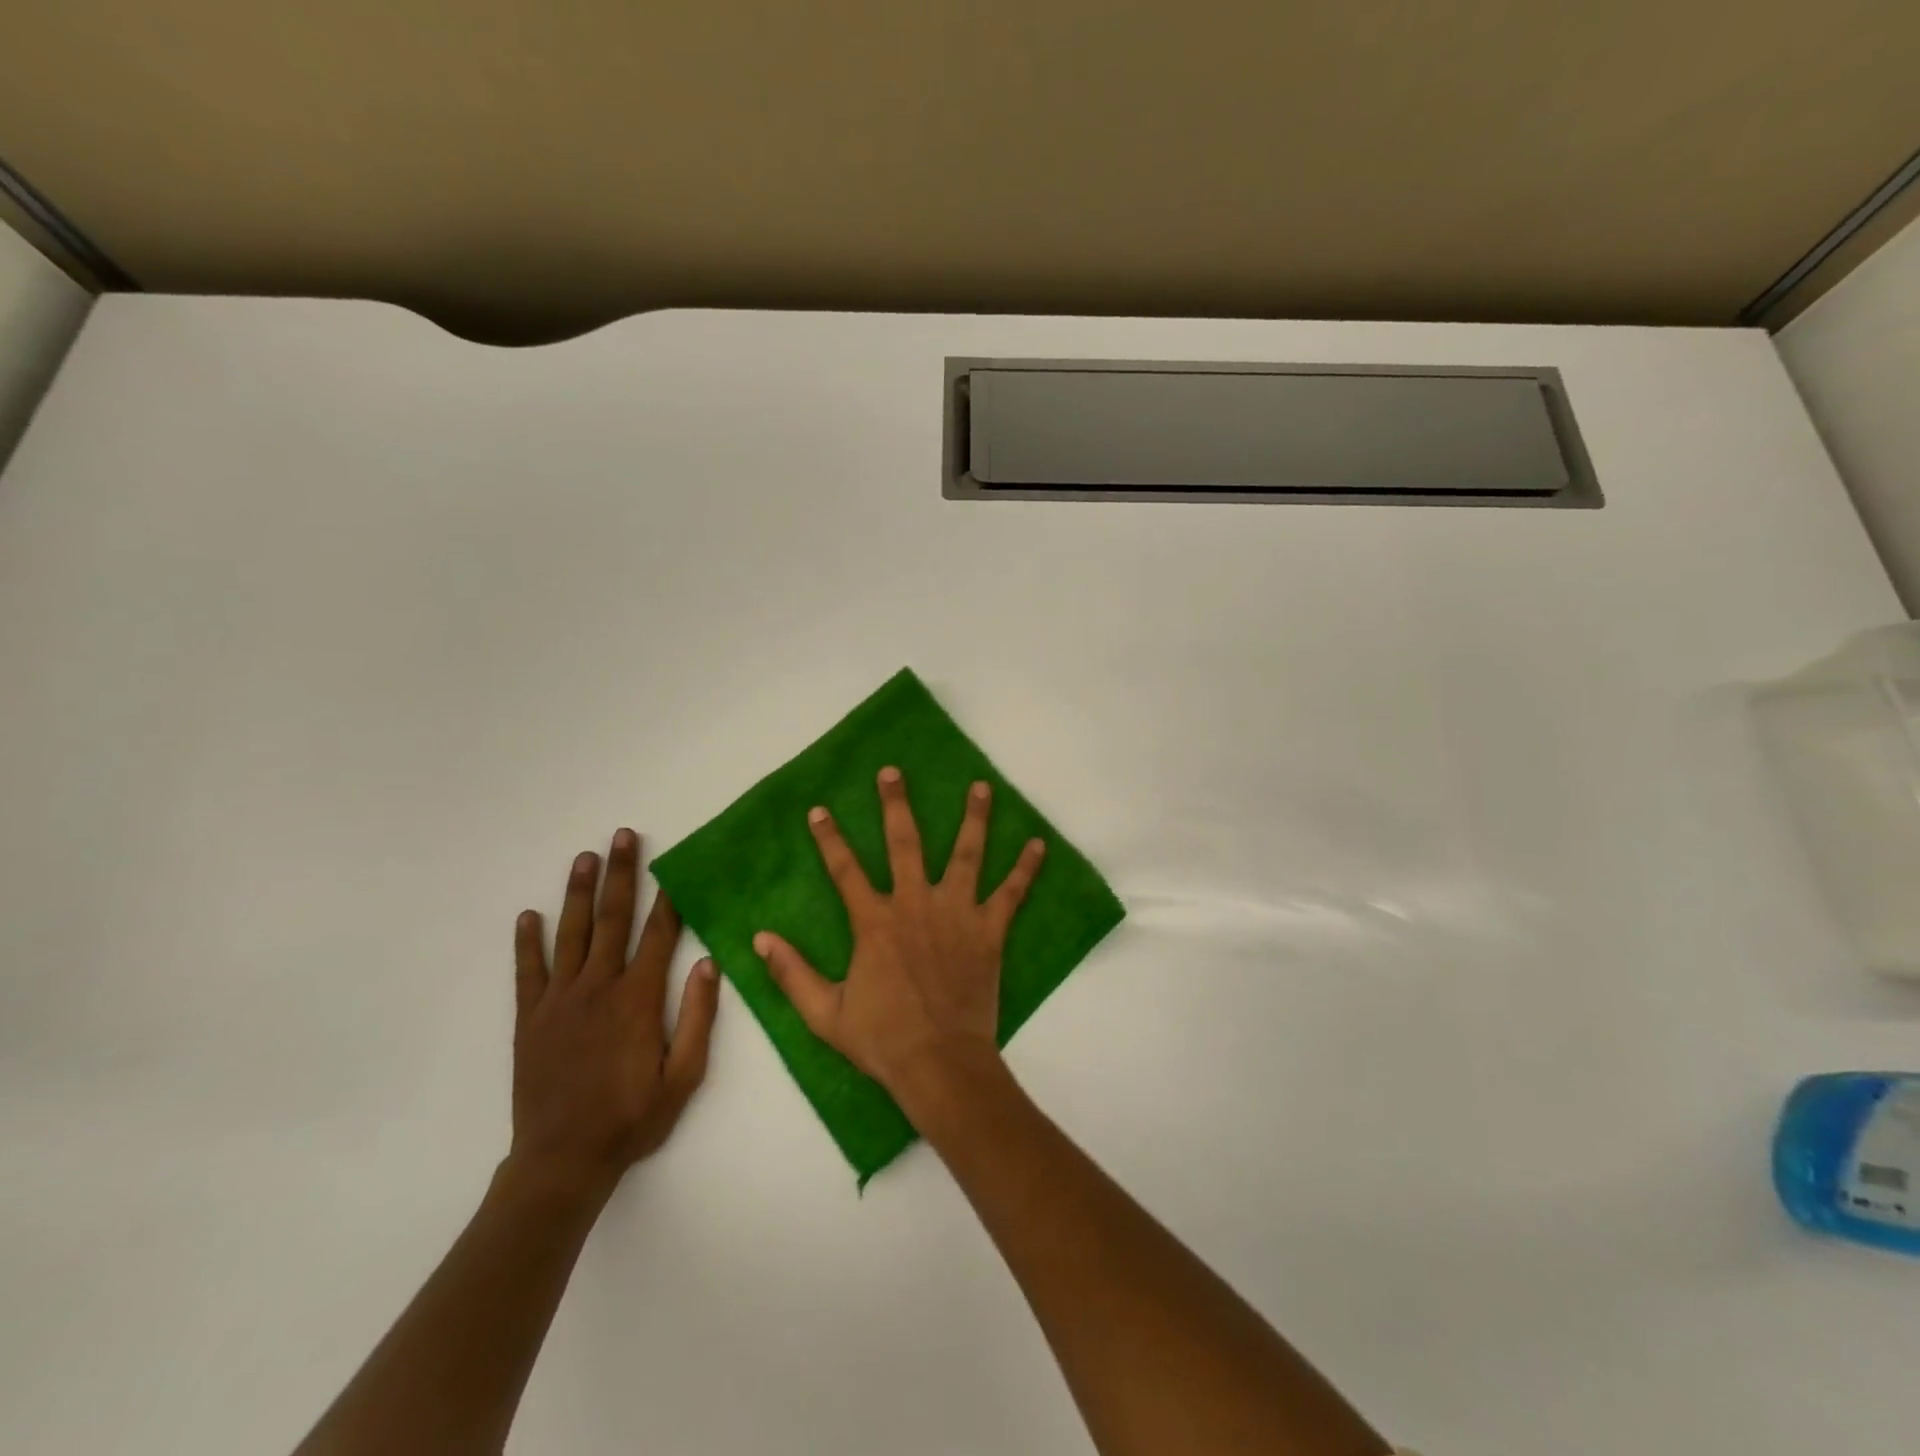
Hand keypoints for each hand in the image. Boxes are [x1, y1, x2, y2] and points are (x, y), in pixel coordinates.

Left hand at [508, 829, 719, 1196]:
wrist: (562, 1161)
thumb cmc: (632, 1117)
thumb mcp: (684, 1075)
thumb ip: (697, 1017)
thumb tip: (707, 962)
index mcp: (638, 999)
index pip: (659, 935)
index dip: (670, 898)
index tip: (676, 866)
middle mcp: (598, 987)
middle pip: (612, 919)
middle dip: (621, 875)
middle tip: (623, 836)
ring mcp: (559, 1000)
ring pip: (570, 934)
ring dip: (578, 893)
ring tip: (585, 857)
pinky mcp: (530, 1019)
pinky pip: (528, 972)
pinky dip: (527, 942)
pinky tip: (529, 915)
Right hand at [753, 767, 1045, 1115]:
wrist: (939, 1063)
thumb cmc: (882, 1039)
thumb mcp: (824, 1013)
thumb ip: (792, 973)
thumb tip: (759, 939)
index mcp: (875, 922)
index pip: (845, 870)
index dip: (829, 838)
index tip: (819, 809)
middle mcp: (915, 905)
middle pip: (904, 843)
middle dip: (896, 805)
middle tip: (893, 772)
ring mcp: (956, 914)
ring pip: (966, 854)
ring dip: (974, 818)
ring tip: (981, 786)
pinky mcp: (989, 931)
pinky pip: (1011, 893)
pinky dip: (1026, 869)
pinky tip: (1039, 844)